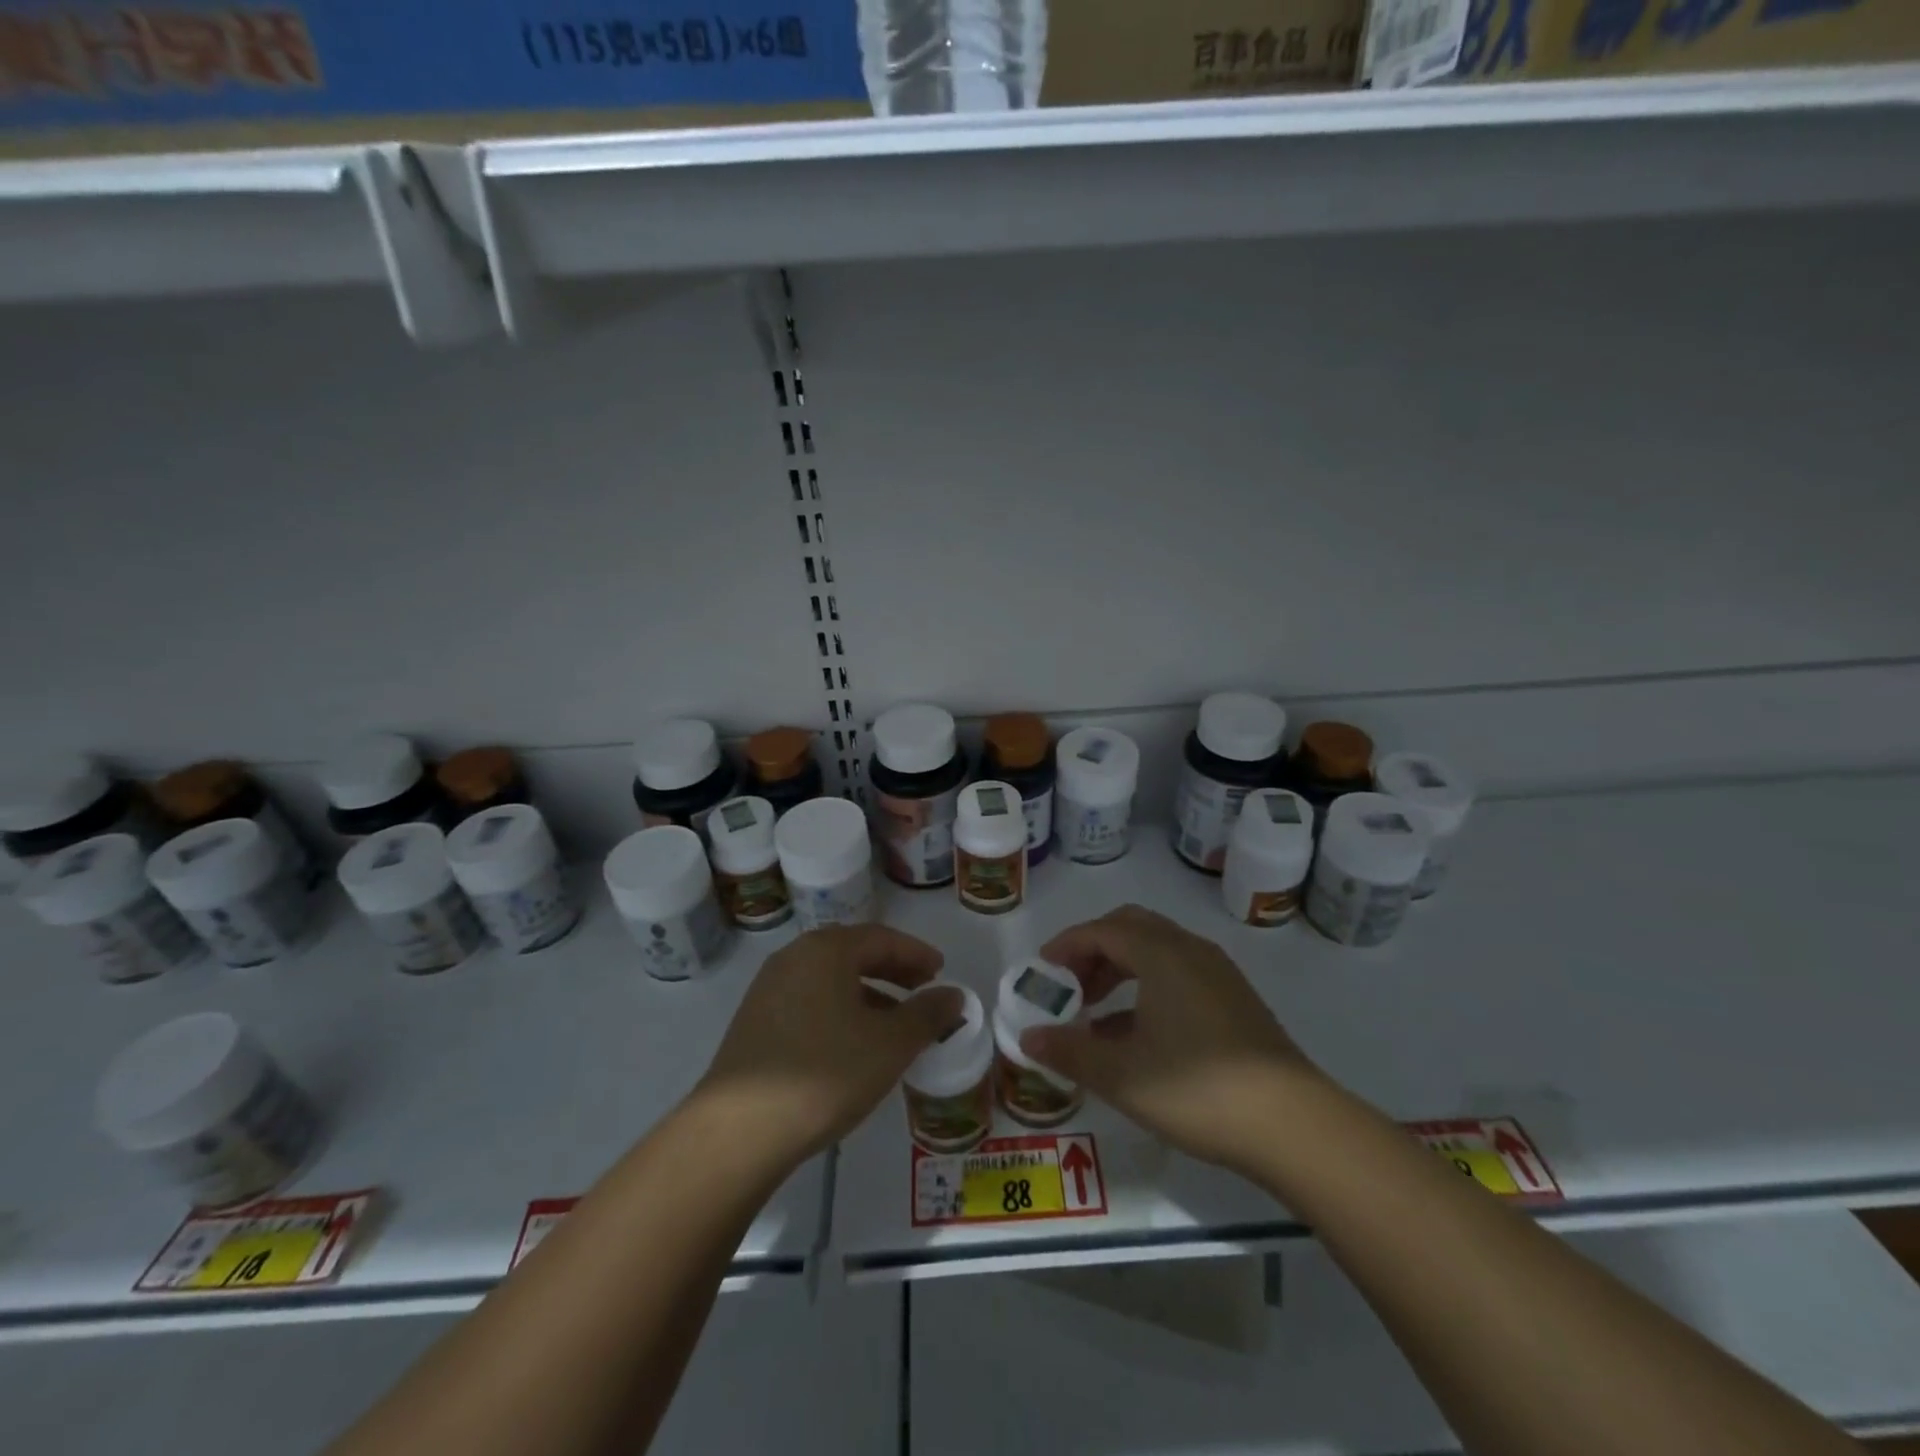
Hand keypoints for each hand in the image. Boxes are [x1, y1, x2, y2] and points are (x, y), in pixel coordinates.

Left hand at [698, 924, 962, 1165]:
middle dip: (892, 970)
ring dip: (867, 993)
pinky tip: (852, 1044)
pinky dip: (840, 1010)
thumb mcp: (890, 1045)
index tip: (941, 970)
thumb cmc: (824, 1073)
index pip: (881, 938)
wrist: (737, 1130)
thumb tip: (953, 995)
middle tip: (922, 988)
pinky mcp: (754, 1022)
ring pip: (830, 979)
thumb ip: (927, 1015)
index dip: (916, 953)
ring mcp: (768, 989)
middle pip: (853, 953)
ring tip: (893, 1022)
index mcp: (826, 951)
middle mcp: (794, 958)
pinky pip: (810, 1001)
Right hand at [1022, 904, 1319, 1173]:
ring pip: (1156, 949)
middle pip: (1130, 928)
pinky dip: (1147, 985)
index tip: (1041, 971)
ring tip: (1094, 1010)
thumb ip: (1069, 1051)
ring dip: (1120, 968)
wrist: (1293, 1126)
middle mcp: (1190, 950)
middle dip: (1093, 950)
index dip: (1065, 946)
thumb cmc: (1197, 1091)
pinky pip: (1178, 972)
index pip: (1101, 930)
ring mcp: (1218, 973)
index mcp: (1161, 954)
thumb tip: (1028, 1037)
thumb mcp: (1121, 1075)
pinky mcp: (1234, 998)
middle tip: (1068, 985)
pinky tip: (1136, 1033)